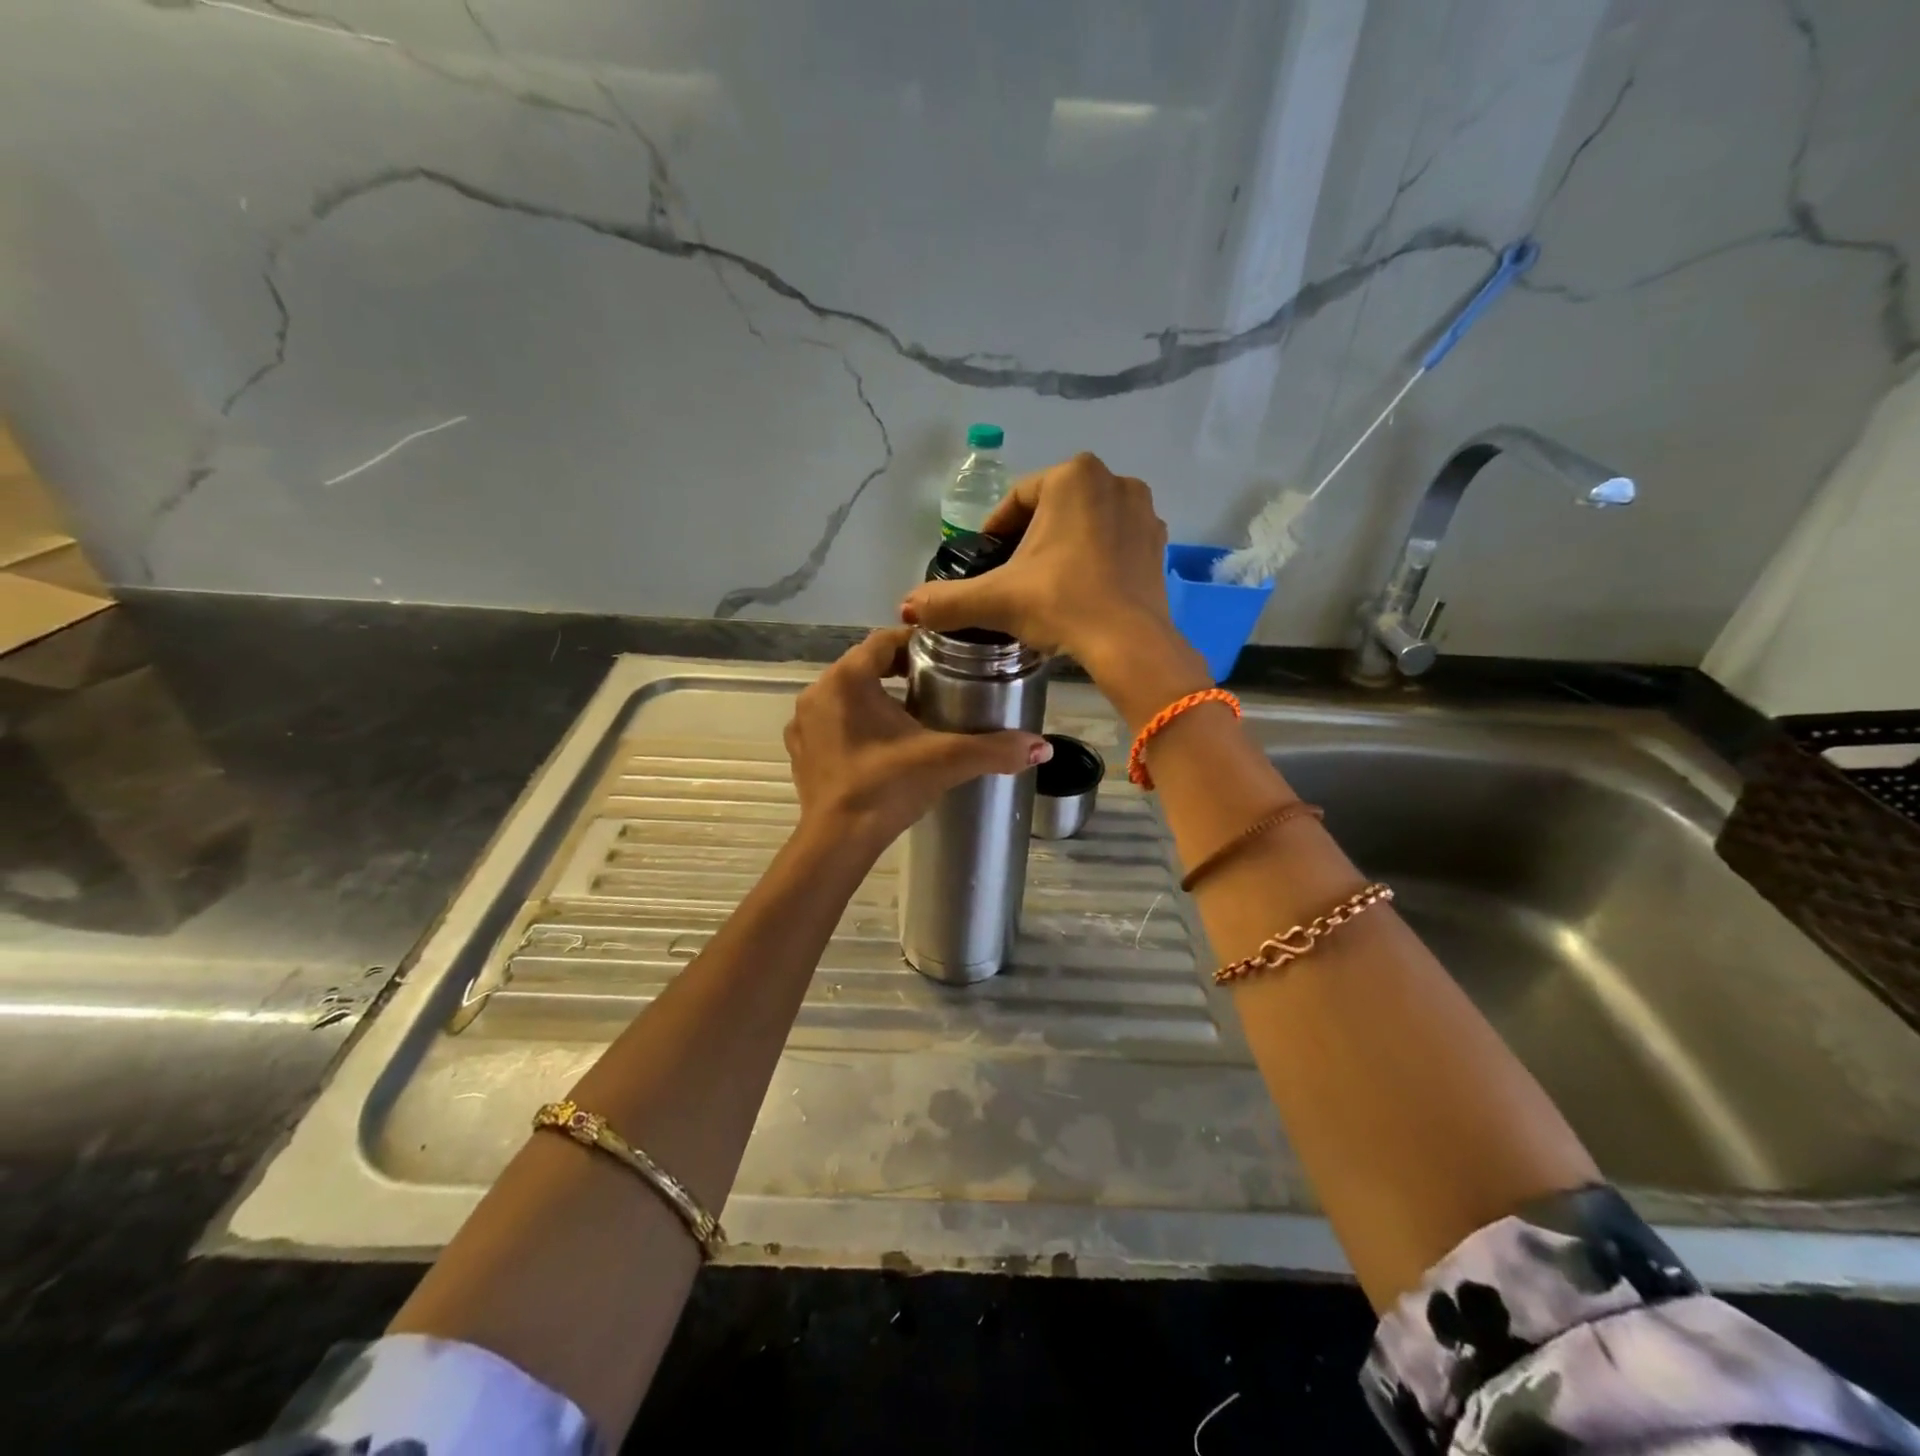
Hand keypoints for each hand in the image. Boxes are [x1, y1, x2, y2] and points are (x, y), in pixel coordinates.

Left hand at [784, 628, 1051, 856]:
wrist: (838, 841)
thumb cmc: (888, 786)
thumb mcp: (946, 760)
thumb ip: (996, 749)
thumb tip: (1043, 746)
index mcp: (848, 678)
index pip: (884, 641)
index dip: (916, 643)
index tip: (946, 654)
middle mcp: (819, 691)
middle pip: (864, 665)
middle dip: (898, 671)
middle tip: (936, 682)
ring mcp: (803, 723)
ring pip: (846, 694)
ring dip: (875, 697)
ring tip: (912, 714)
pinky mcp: (800, 751)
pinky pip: (831, 722)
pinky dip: (854, 724)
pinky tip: (879, 745)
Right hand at [899, 452, 1208, 719]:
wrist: (1129, 643)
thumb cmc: (1061, 604)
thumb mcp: (996, 600)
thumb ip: (947, 601)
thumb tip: (905, 608)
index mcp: (1072, 476)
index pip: (1017, 500)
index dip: (994, 532)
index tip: (985, 563)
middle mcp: (1113, 480)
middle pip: (1052, 510)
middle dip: (1029, 541)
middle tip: (1012, 579)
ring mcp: (1143, 511)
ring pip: (1084, 525)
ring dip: (1062, 548)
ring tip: (1044, 587)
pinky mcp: (1159, 544)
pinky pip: (1113, 543)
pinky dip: (1093, 560)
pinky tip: (1080, 591)